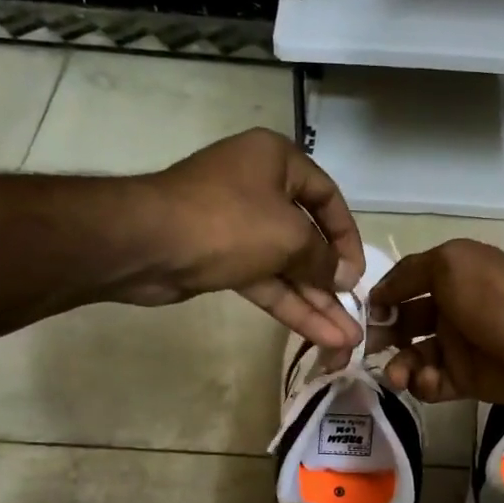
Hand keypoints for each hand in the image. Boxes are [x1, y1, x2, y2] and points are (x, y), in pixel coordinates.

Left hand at [129, 129, 364, 350]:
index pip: (327, 197)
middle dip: (332, 284)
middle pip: (308, 239)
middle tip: (356, 317)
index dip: (347, 238)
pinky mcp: (222, 260)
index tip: (357, 274)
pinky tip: (320, 336)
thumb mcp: (290, 236)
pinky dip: (291, 307)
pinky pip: (267, 282)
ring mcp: (239, 227)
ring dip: (316, 304)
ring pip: (288, 268)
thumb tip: (343, 278)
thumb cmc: (228, 222)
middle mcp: (260, 188)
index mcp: (277, 162)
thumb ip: (323, 260)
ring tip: (346, 341)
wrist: (146, 244)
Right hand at [368, 239, 503, 407]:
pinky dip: (424, 384)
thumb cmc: (493, 297)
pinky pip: (433, 385)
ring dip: (399, 365)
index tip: (361, 314)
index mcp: (450, 278)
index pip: (405, 288)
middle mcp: (451, 311)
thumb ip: (409, 273)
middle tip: (367, 347)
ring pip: (415, 358)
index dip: (382, 300)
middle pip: (405, 324)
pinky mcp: (467, 381)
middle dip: (383, 335)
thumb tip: (380, 294)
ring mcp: (459, 348)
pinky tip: (427, 381)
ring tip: (397, 375)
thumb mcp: (449, 264)